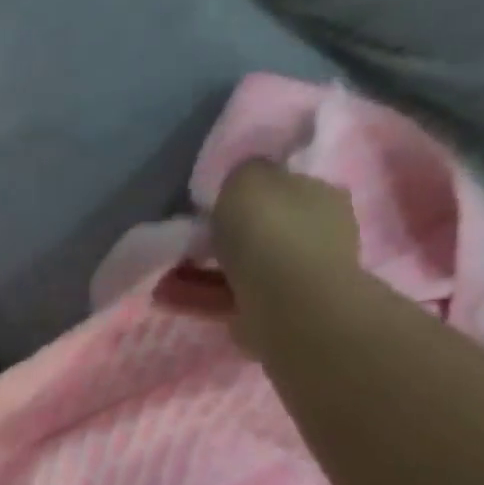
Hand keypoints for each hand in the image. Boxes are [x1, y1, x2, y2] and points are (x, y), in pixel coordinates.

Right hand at [155, 159, 360, 355]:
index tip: (210, 201)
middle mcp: (315, 233)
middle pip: (258, 228)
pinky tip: (167, 295)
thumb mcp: (247, 179)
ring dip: (200, 269)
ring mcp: (296, 275)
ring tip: (165, 272)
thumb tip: (238, 180)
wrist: (289, 305)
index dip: (243, 193)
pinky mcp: (272, 310)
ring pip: (238, 265)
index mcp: (318, 195)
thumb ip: (241, 173)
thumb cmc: (270, 233)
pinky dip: (197, 294)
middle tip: (186, 238)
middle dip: (221, 235)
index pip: (279, 186)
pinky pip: (226, 296)